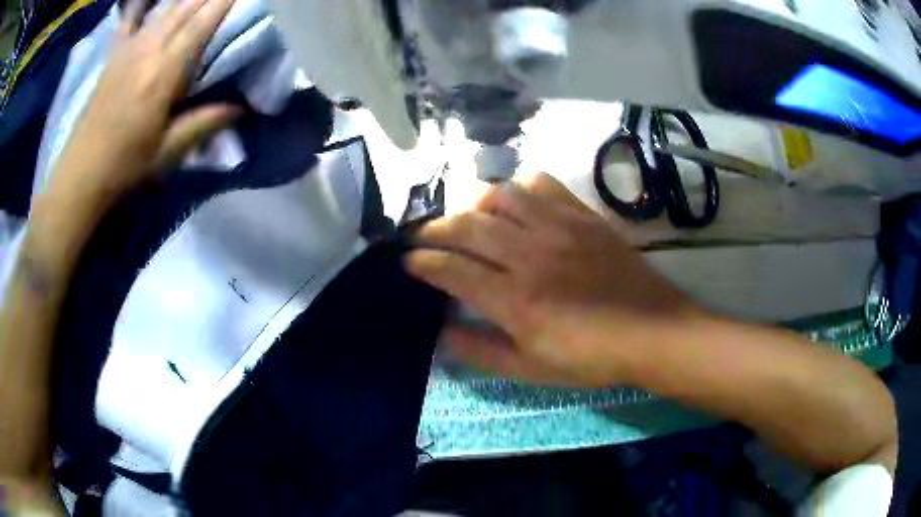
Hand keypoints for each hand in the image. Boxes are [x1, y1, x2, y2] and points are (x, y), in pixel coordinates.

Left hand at [49, 0, 237, 206]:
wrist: (80, 178)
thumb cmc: (124, 168)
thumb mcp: (167, 153)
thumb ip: (204, 123)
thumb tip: (241, 108)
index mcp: (164, 74)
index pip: (201, 25)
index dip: (223, 2)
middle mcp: (147, 52)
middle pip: (183, 10)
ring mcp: (127, 52)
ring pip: (162, 11)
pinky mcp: (112, 60)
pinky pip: (129, 22)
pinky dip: (140, 7)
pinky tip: (147, 1)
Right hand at [406, 174, 698, 387]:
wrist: (651, 332)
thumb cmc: (591, 359)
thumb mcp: (532, 370)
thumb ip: (482, 352)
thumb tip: (442, 333)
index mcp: (515, 300)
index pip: (452, 270)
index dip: (422, 263)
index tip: (408, 262)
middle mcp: (531, 256)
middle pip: (468, 226)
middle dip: (434, 228)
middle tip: (422, 235)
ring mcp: (559, 229)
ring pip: (502, 197)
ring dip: (474, 205)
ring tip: (468, 218)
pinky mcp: (584, 217)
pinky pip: (544, 185)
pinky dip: (521, 187)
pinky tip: (517, 201)